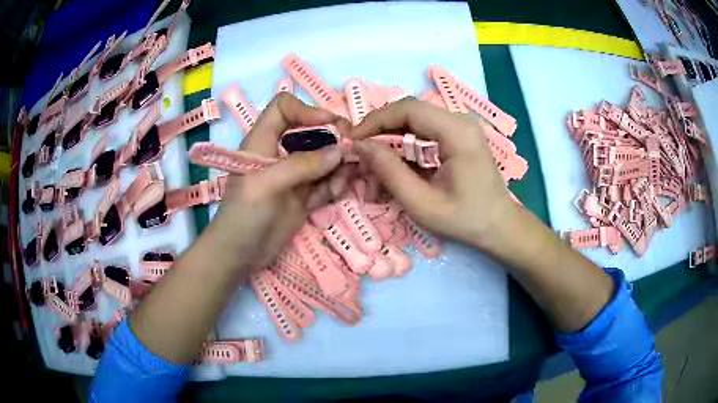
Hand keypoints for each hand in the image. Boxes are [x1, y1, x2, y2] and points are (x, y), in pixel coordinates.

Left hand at [206, 93, 351, 269]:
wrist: (239, 255)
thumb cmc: (243, 215)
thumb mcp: (267, 185)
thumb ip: (302, 165)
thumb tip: (339, 151)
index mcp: (263, 141)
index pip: (284, 108)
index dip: (307, 110)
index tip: (331, 124)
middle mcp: (280, 153)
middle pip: (312, 132)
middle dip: (333, 140)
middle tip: (352, 153)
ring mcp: (293, 175)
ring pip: (324, 158)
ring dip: (338, 167)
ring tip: (341, 183)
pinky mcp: (303, 196)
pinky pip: (326, 182)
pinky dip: (334, 185)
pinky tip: (334, 194)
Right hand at [349, 97, 514, 252]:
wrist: (500, 226)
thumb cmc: (466, 219)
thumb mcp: (423, 203)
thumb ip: (390, 172)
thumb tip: (361, 146)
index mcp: (457, 132)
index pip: (408, 109)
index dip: (375, 120)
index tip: (353, 139)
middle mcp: (460, 121)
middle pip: (410, 111)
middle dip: (381, 128)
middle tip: (360, 150)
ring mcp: (461, 127)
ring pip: (415, 120)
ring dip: (391, 137)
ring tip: (373, 160)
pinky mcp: (459, 136)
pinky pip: (425, 131)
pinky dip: (405, 144)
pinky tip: (395, 162)